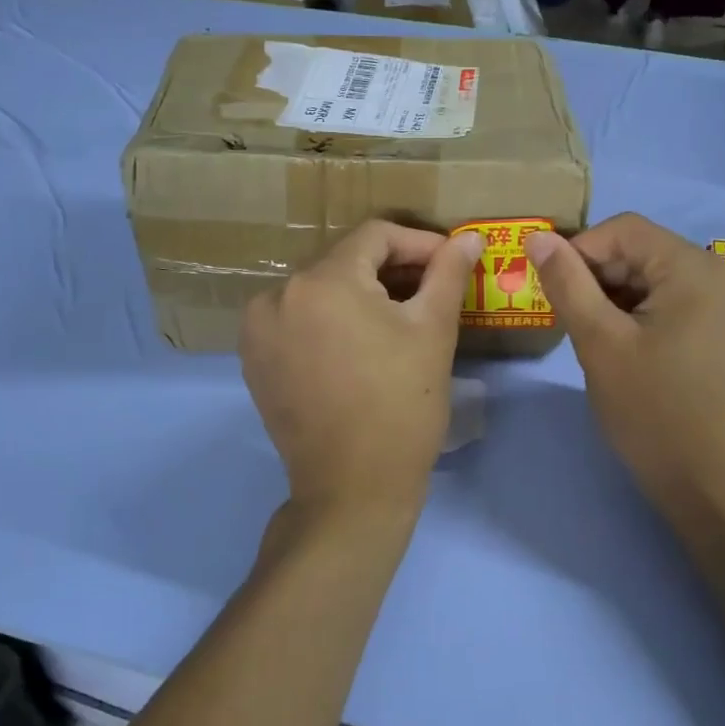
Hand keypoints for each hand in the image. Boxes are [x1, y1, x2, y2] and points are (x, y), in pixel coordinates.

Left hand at [242, 221, 482, 521]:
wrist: (353, 490)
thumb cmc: (402, 407)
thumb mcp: (433, 332)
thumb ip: (449, 273)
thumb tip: (470, 237)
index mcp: (321, 281)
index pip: (375, 236)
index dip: (419, 243)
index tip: (450, 264)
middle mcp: (277, 294)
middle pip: (344, 261)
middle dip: (391, 270)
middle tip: (430, 293)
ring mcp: (258, 330)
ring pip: (320, 290)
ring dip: (360, 295)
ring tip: (397, 321)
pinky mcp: (254, 360)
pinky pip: (298, 320)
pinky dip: (330, 321)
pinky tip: (358, 346)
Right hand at [525, 214, 724, 530]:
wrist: (710, 483)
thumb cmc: (651, 412)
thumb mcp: (598, 343)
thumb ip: (567, 283)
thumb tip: (537, 238)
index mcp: (699, 269)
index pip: (625, 230)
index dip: (580, 252)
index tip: (554, 291)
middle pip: (646, 251)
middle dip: (603, 278)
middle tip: (576, 322)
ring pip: (661, 275)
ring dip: (623, 296)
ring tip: (603, 339)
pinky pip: (683, 298)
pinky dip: (650, 310)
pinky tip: (633, 345)